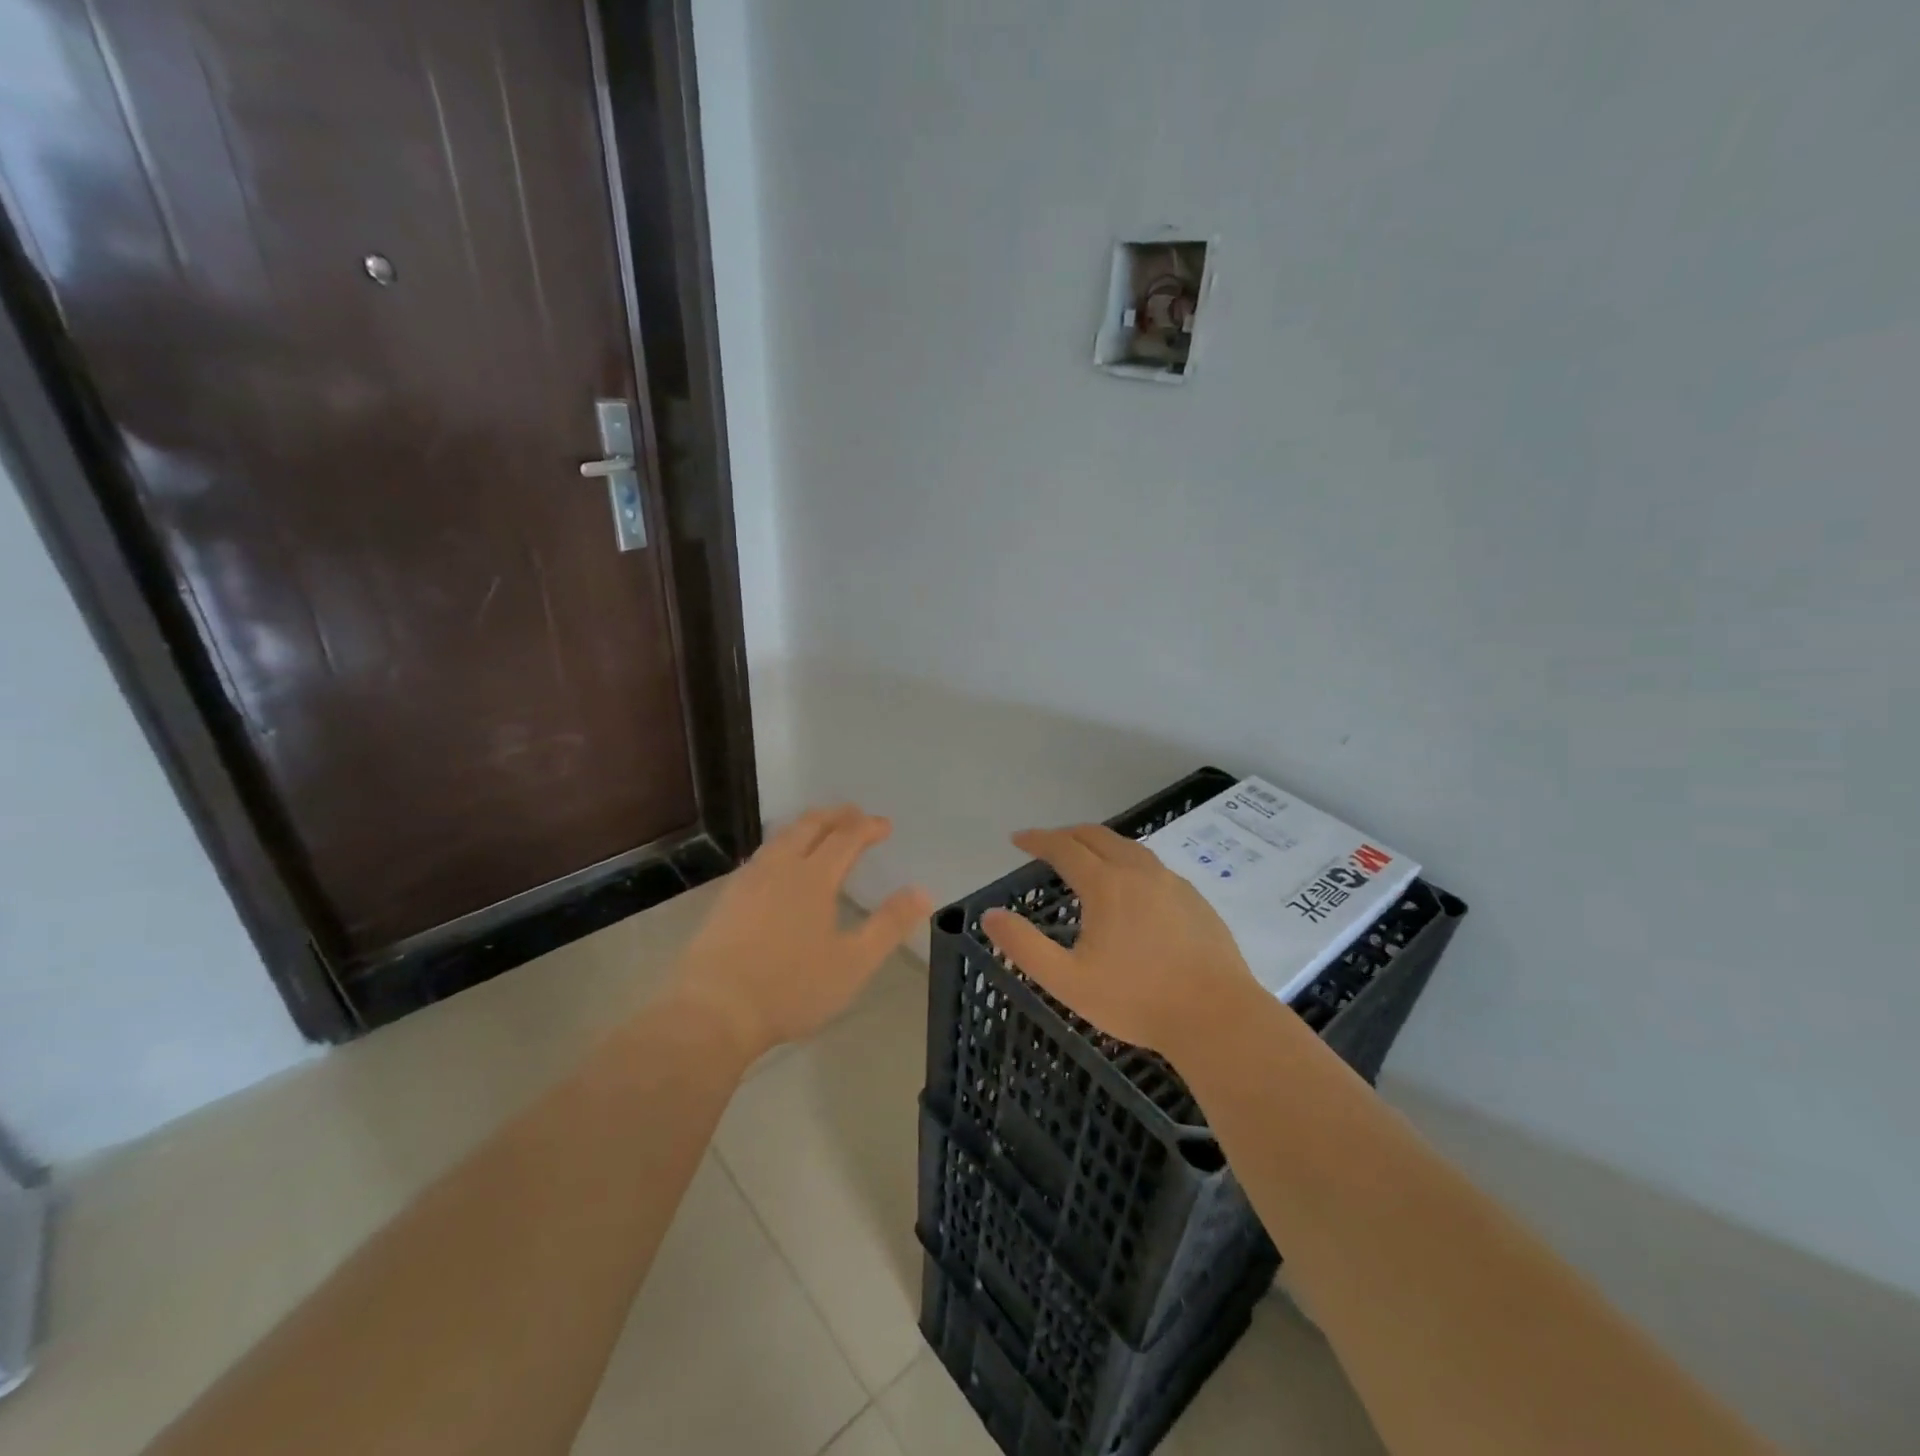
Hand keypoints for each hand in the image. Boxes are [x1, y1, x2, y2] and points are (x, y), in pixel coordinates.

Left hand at [668, 805, 930, 1060]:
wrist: (713, 1011)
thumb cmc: (791, 988)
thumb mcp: (853, 962)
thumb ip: (888, 924)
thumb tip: (923, 891)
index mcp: (814, 878)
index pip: (846, 838)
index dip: (867, 827)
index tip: (885, 825)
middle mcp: (780, 868)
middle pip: (809, 826)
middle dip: (835, 816)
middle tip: (853, 813)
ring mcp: (748, 881)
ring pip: (780, 838)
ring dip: (805, 826)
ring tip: (819, 829)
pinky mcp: (726, 899)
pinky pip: (761, 856)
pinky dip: (781, 846)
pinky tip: (778, 865)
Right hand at [982, 825, 1257, 1057]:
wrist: (1217, 1017)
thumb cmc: (1137, 1000)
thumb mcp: (1068, 981)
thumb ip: (1024, 946)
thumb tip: (989, 915)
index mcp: (1106, 885)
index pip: (1064, 847)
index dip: (1037, 839)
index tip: (1017, 839)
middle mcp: (1138, 871)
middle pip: (1097, 836)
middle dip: (1066, 834)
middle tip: (1047, 844)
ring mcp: (1171, 883)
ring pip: (1129, 847)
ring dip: (1099, 844)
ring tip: (1085, 857)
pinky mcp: (1194, 899)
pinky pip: (1152, 866)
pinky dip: (1128, 861)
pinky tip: (1130, 886)